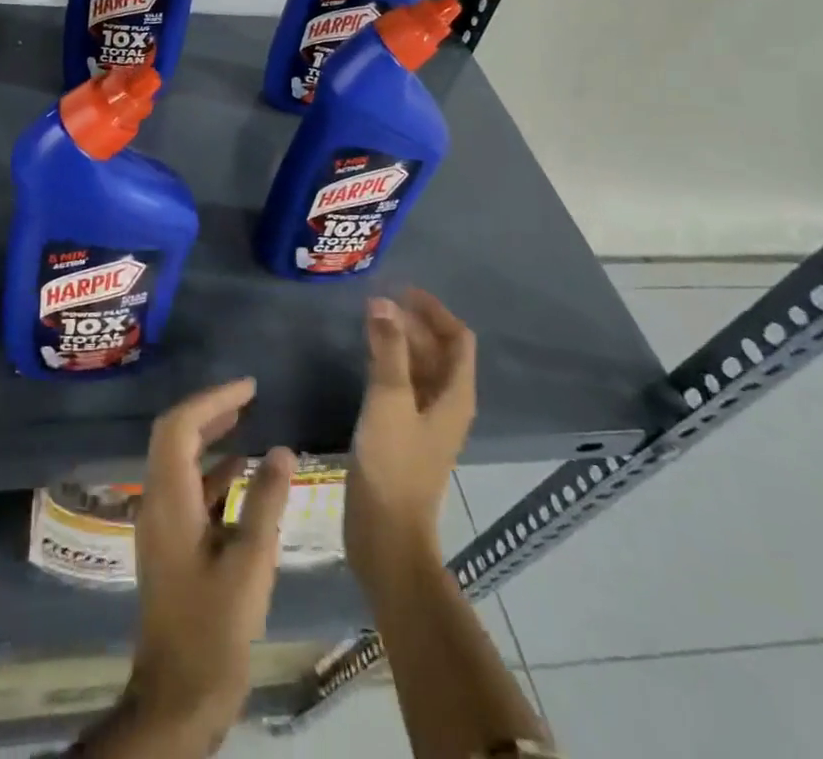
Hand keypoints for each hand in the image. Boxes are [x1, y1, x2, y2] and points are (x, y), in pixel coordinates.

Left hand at [128, 380, 294, 742]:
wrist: (177, 695)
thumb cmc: (214, 628)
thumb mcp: (250, 563)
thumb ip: (265, 502)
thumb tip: (282, 450)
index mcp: (168, 498)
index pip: (181, 426)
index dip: (213, 399)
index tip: (248, 387)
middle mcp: (156, 500)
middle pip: (174, 435)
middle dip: (209, 410)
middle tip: (246, 396)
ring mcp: (160, 522)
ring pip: (179, 460)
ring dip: (209, 437)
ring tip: (245, 420)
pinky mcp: (169, 542)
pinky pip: (186, 488)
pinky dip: (211, 471)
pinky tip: (240, 472)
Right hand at [345, 291, 476, 583]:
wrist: (386, 533)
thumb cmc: (392, 463)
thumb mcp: (389, 399)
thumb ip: (388, 349)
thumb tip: (383, 302)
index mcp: (455, 395)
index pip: (457, 338)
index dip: (434, 310)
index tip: (402, 289)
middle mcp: (447, 404)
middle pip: (439, 351)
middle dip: (413, 322)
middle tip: (377, 301)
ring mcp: (426, 421)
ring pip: (420, 368)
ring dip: (401, 341)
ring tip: (369, 320)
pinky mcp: (404, 434)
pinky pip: (404, 385)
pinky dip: (390, 363)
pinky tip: (365, 358)